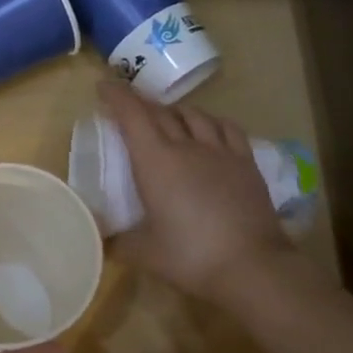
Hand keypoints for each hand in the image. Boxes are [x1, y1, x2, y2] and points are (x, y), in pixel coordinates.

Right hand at [102, 81, 298, 305]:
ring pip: (194, 115)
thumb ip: (118, 241)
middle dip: (140, 103)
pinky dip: (210, 121)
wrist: (251, 266)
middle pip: (161, 112)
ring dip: (174, 111)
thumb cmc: (190, 257)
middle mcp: (187, 146)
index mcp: (156, 162)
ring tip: (166, 118)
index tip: (103, 86)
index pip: (132, 115)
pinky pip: (226, 128)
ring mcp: (220, 151)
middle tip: (128, 107)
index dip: (116, 96)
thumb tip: (101, 238)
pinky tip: (209, 128)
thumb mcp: (144, 253)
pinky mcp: (246, 162)